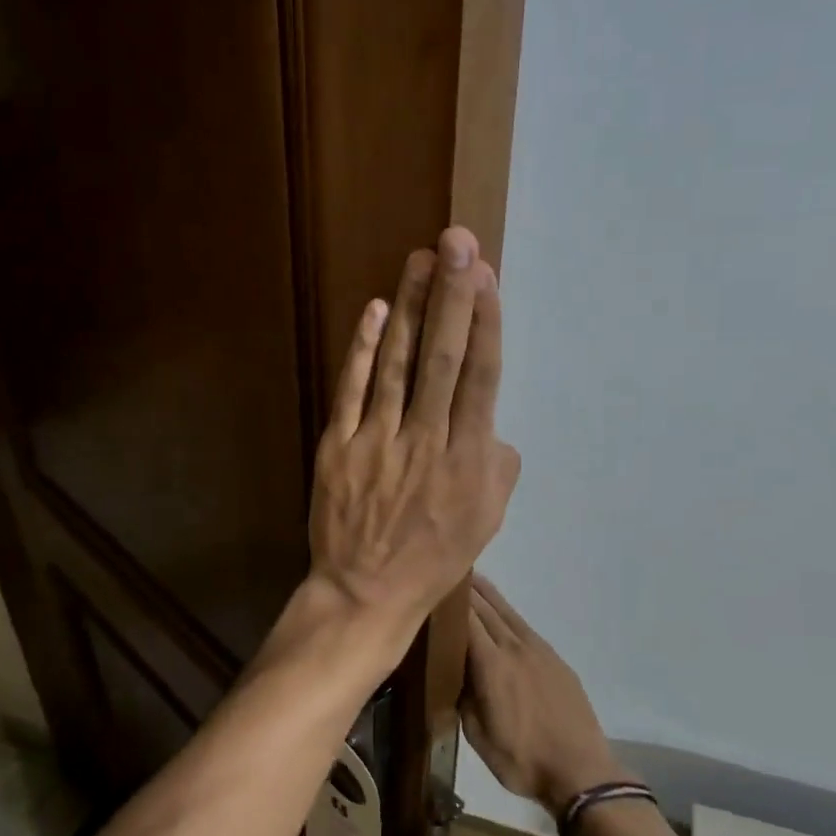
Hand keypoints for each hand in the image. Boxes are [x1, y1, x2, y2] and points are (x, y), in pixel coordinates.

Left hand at [307, 227, 520, 663]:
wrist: (364, 593)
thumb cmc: (433, 558)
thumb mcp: (487, 521)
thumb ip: (498, 465)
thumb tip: (491, 423)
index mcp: (468, 461)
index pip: (480, 378)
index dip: (485, 324)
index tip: (487, 278)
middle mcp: (425, 442)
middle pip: (442, 359)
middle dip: (452, 297)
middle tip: (458, 243)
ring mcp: (376, 442)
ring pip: (397, 365)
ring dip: (410, 309)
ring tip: (421, 260)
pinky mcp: (337, 446)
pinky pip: (351, 390)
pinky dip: (364, 349)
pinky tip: (376, 311)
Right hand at [461, 574, 628, 816]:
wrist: (580, 771)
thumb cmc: (522, 760)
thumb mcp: (478, 736)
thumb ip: (463, 697)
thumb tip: (453, 672)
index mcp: (491, 665)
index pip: (466, 620)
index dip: (449, 601)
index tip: (433, 586)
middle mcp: (514, 647)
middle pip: (486, 609)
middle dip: (466, 590)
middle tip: (447, 573)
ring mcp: (538, 650)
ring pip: (507, 612)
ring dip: (488, 595)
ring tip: (472, 579)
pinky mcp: (555, 659)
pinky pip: (524, 626)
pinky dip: (507, 613)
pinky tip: (502, 613)